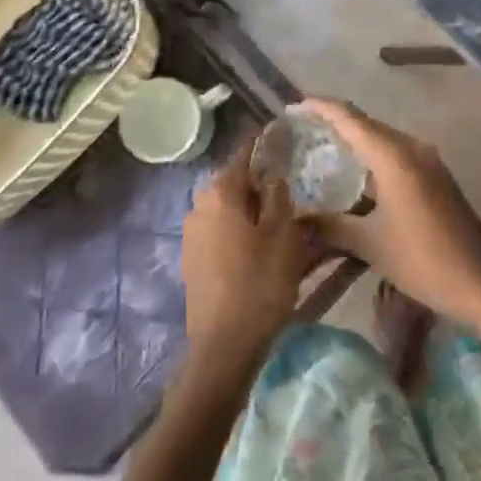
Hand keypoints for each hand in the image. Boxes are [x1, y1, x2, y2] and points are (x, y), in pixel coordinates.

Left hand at [180, 144, 310, 361]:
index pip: (245, 153)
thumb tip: (273, 176)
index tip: (282, 134)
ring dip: (250, 207)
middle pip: (235, 181)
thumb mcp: (283, 235)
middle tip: (289, 184)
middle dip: (260, 180)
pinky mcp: (191, 258)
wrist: (224, 346)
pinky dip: (238, 229)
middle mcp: (199, 204)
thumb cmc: (259, 283)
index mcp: (221, 191)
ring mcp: (191, 232)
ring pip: (228, 207)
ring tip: (278, 217)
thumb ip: (278, 196)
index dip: (265, 143)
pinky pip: (220, 230)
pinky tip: (258, 244)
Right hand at [301, 99, 480, 336]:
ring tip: (323, 149)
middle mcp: (411, 147)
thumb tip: (295, 219)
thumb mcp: (370, 244)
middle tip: (303, 131)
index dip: (321, 107)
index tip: (294, 107)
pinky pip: (396, 152)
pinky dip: (372, 155)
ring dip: (355, 139)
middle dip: (335, 121)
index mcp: (393, 155)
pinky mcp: (436, 175)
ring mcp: (428, 159)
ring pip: (382, 137)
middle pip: (366, 122)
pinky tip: (356, 175)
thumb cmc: (422, 259)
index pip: (349, 117)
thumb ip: (330, 226)